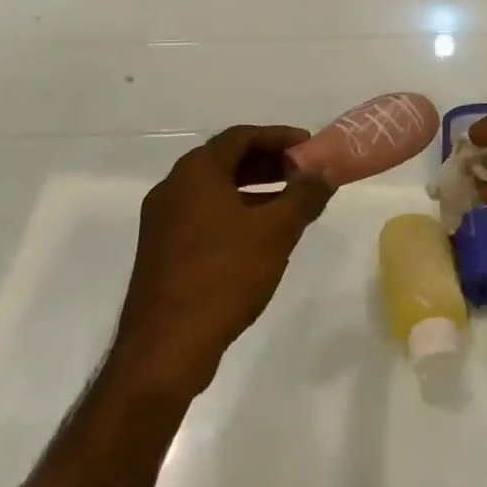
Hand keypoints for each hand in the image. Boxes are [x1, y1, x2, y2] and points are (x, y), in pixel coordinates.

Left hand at [112, 125, 332, 397]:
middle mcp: (174, 187)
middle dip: (268, 163)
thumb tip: (325, 171)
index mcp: (196, 171)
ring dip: (254, 191)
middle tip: (303, 174)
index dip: (279, 137)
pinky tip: (260, 238)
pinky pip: (204, 216)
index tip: (309, 146)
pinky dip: (234, 214)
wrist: (164, 349)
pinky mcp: (161, 251)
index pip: (242, 136)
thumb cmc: (223, 276)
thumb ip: (304, 196)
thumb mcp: (275, 232)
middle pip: (227, 161)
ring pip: (215, 191)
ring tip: (290, 205)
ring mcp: (162, 221)